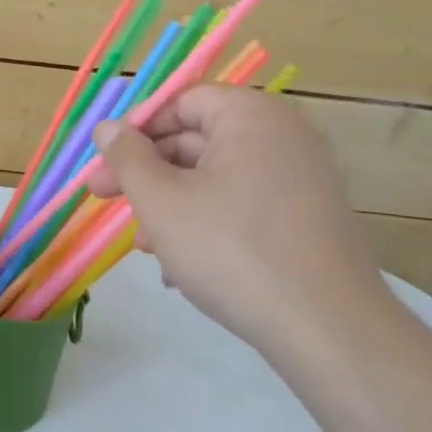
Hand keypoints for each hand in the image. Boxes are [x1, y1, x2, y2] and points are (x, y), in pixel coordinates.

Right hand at [88, 86, 392, 361]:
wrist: (328, 329)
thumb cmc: (231, 249)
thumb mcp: (161, 201)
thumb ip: (127, 158)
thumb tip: (107, 128)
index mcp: (251, 117)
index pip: (181, 102)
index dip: (136, 130)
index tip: (104, 164)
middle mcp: (283, 138)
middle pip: (196, 141)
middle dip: (148, 175)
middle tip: (105, 201)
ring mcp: (302, 181)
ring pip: (216, 180)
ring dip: (171, 207)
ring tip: (145, 248)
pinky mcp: (309, 221)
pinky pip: (244, 207)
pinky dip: (207, 226)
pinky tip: (182, 269)